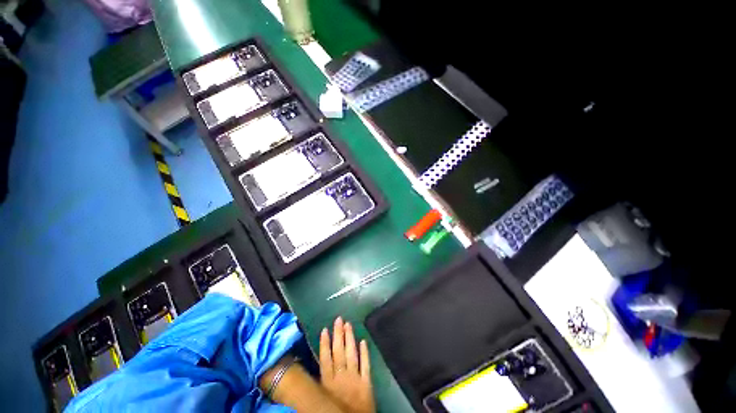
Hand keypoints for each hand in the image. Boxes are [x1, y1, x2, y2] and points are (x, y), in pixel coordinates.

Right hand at [320, 317, 374, 412]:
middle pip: (338, 352)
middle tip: (339, 319)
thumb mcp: (322, 397)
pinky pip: (366, 364)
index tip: (325, 329)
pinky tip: (363, 341)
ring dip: (350, 338)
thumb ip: (318, 383)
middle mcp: (340, 377)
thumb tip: (310, 368)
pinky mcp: (366, 382)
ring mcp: (355, 378)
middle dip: (338, 334)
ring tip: (348, 324)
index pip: (325, 358)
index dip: (324, 343)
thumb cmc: (334, 410)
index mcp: (328, 382)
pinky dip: (365, 353)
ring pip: (351, 354)